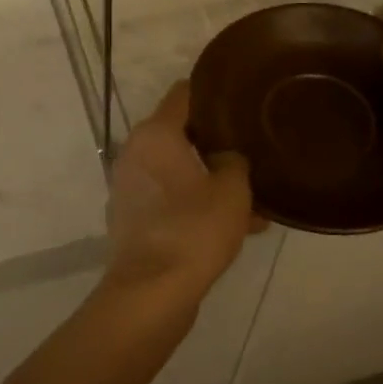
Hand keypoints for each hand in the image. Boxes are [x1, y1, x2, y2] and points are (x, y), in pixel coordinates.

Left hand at [103, 81, 259, 308]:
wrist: (151, 292)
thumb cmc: (194, 229)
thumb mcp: (232, 190)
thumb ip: (234, 161)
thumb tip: (226, 157)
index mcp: (155, 134)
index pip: (183, 94)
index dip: (212, 92)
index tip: (239, 98)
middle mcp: (135, 152)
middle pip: (179, 133)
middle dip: (215, 142)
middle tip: (251, 149)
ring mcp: (129, 186)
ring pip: (177, 171)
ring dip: (209, 180)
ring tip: (253, 201)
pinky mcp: (131, 217)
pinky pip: (170, 199)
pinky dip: (195, 205)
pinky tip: (233, 226)